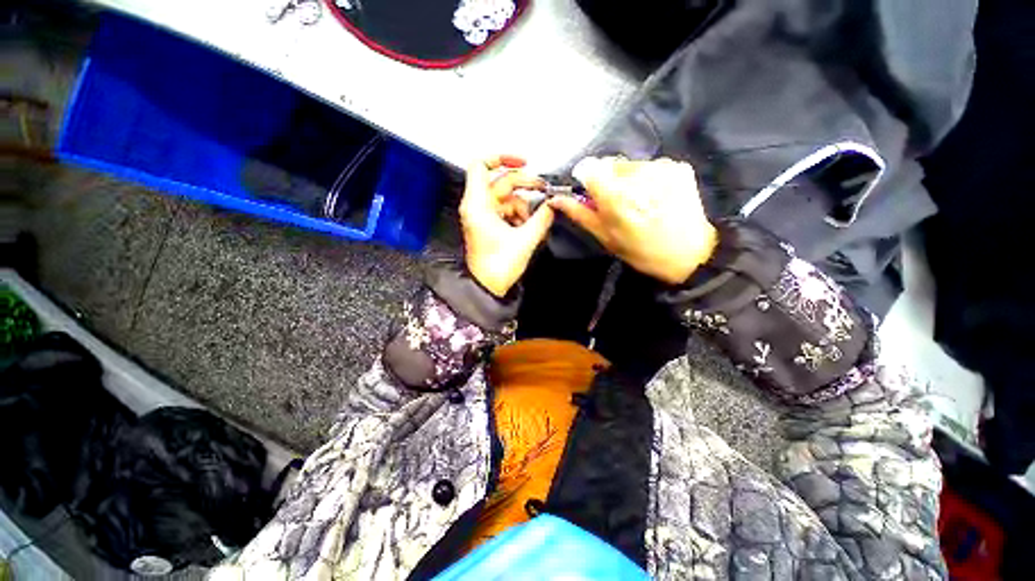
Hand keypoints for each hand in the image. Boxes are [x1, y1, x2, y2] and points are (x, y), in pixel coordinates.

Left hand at [460, 155, 555, 296]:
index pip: (481, 165)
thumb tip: (553, 204)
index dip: (502, 158)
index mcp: (478, 205)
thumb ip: (542, 218)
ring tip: (532, 222)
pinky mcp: (489, 224)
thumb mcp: (525, 240)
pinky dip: (518, 215)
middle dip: (524, 185)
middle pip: (501, 181)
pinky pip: (506, 210)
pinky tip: (525, 228)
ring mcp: (483, 215)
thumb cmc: (497, 267)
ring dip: (523, 206)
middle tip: (543, 190)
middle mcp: (477, 206)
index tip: (523, 162)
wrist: (487, 287)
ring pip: (507, 197)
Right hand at [549, 156, 717, 284]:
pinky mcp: (678, 166)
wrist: (690, 254)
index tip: (592, 193)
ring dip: (628, 180)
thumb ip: (580, 214)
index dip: (587, 179)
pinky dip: (648, 179)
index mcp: (616, 196)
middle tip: (618, 204)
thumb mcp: (605, 237)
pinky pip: (651, 166)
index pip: (590, 168)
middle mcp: (637, 175)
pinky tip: (656, 197)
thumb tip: (556, 199)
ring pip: (630, 165)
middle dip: (608, 180)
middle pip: (610, 164)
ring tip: (639, 203)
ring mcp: (661, 167)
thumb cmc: (641, 251)